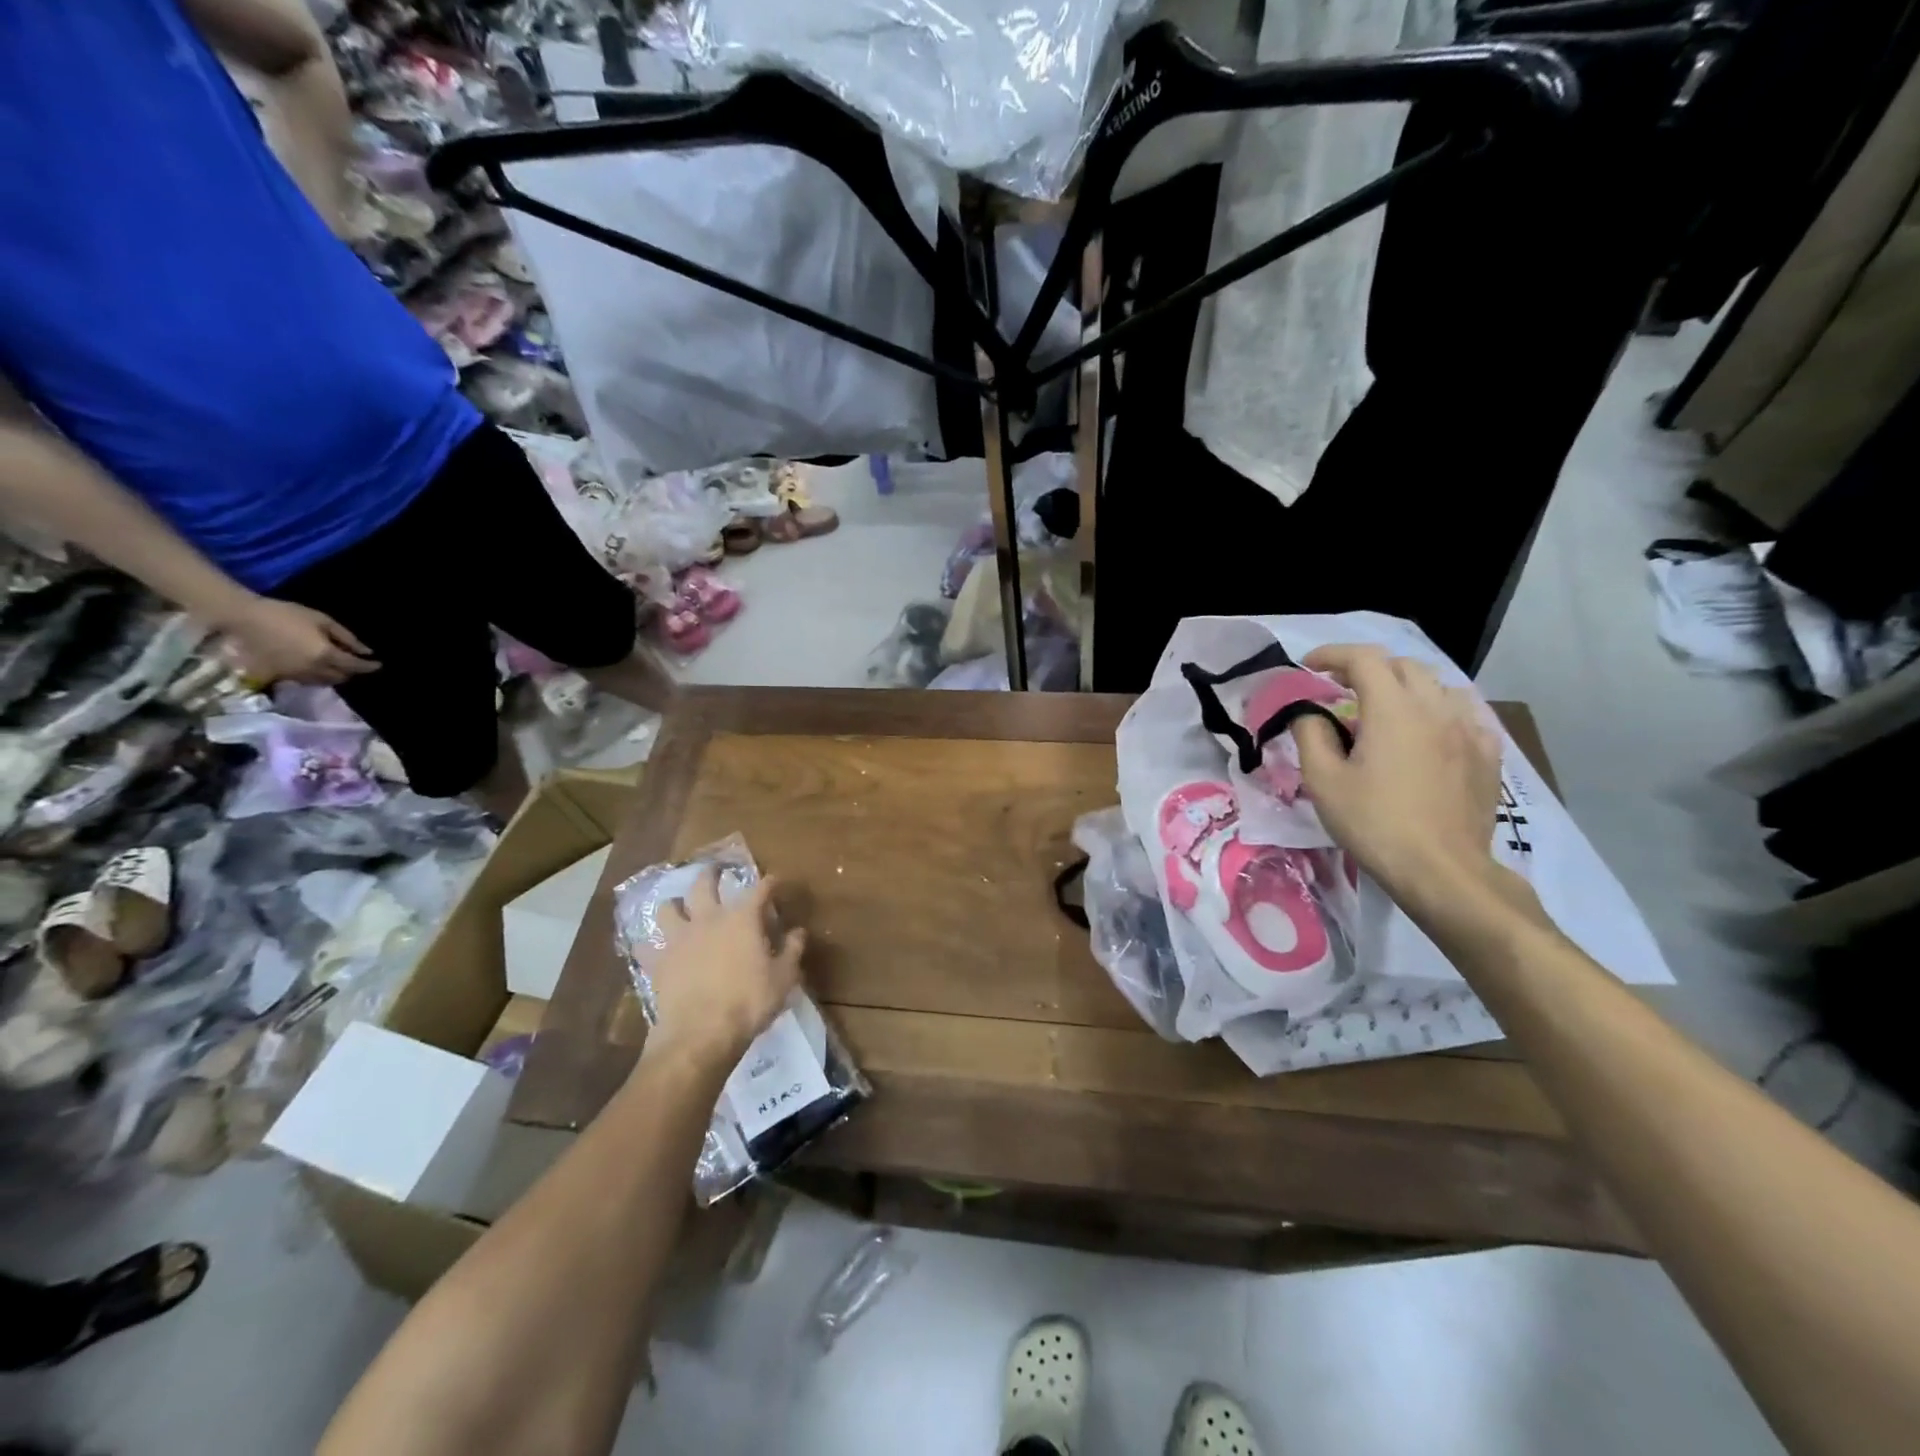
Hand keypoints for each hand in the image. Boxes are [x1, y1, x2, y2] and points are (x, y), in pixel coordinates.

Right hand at [216, 597, 379, 685]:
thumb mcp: (321, 620)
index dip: (369, 666)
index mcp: (325, 655)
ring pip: (324, 682)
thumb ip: (346, 637)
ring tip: (340, 666)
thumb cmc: (284, 614)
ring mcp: (295, 675)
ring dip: (335, 676)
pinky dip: (317, 677)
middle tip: (357, 663)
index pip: (354, 666)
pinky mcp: (280, 676)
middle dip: (352, 672)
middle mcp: (313, 670)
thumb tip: (366, 651)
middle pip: (341, 678)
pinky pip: (307, 681)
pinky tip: (318, 667)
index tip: (379, 664)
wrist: (241, 618)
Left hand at [645, 869, 805, 1068]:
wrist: (700, 1034)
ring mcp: (678, 938)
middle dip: (712, 874)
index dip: (768, 882)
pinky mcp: (657, 961)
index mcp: (742, 919)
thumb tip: (798, 931)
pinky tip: (650, 947)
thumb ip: (792, 950)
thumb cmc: (749, 1002)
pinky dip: (647, 944)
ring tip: (679, 907)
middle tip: (716, 872)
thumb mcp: (784, 978)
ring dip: (674, 904)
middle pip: (705, 884)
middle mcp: (708, 919)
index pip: (759, 889)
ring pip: (668, 908)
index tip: (774, 881)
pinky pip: (645, 946)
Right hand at [1292, 644, 1513, 908]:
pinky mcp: (1487, 753)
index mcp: (1393, 709)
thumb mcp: (1323, 781)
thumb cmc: (1374, 823)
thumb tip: (1309, 712)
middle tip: (1341, 689)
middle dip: (1367, 668)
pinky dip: (1437, 709)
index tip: (1309, 667)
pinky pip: (1464, 712)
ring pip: (1437, 685)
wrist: (1441, 870)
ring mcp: (1468, 728)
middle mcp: (1435, 707)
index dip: (1332, 655)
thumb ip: (1310, 734)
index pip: (1363, 658)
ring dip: (1405, 686)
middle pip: (1402, 665)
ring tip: (1385, 708)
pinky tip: (1428, 731)